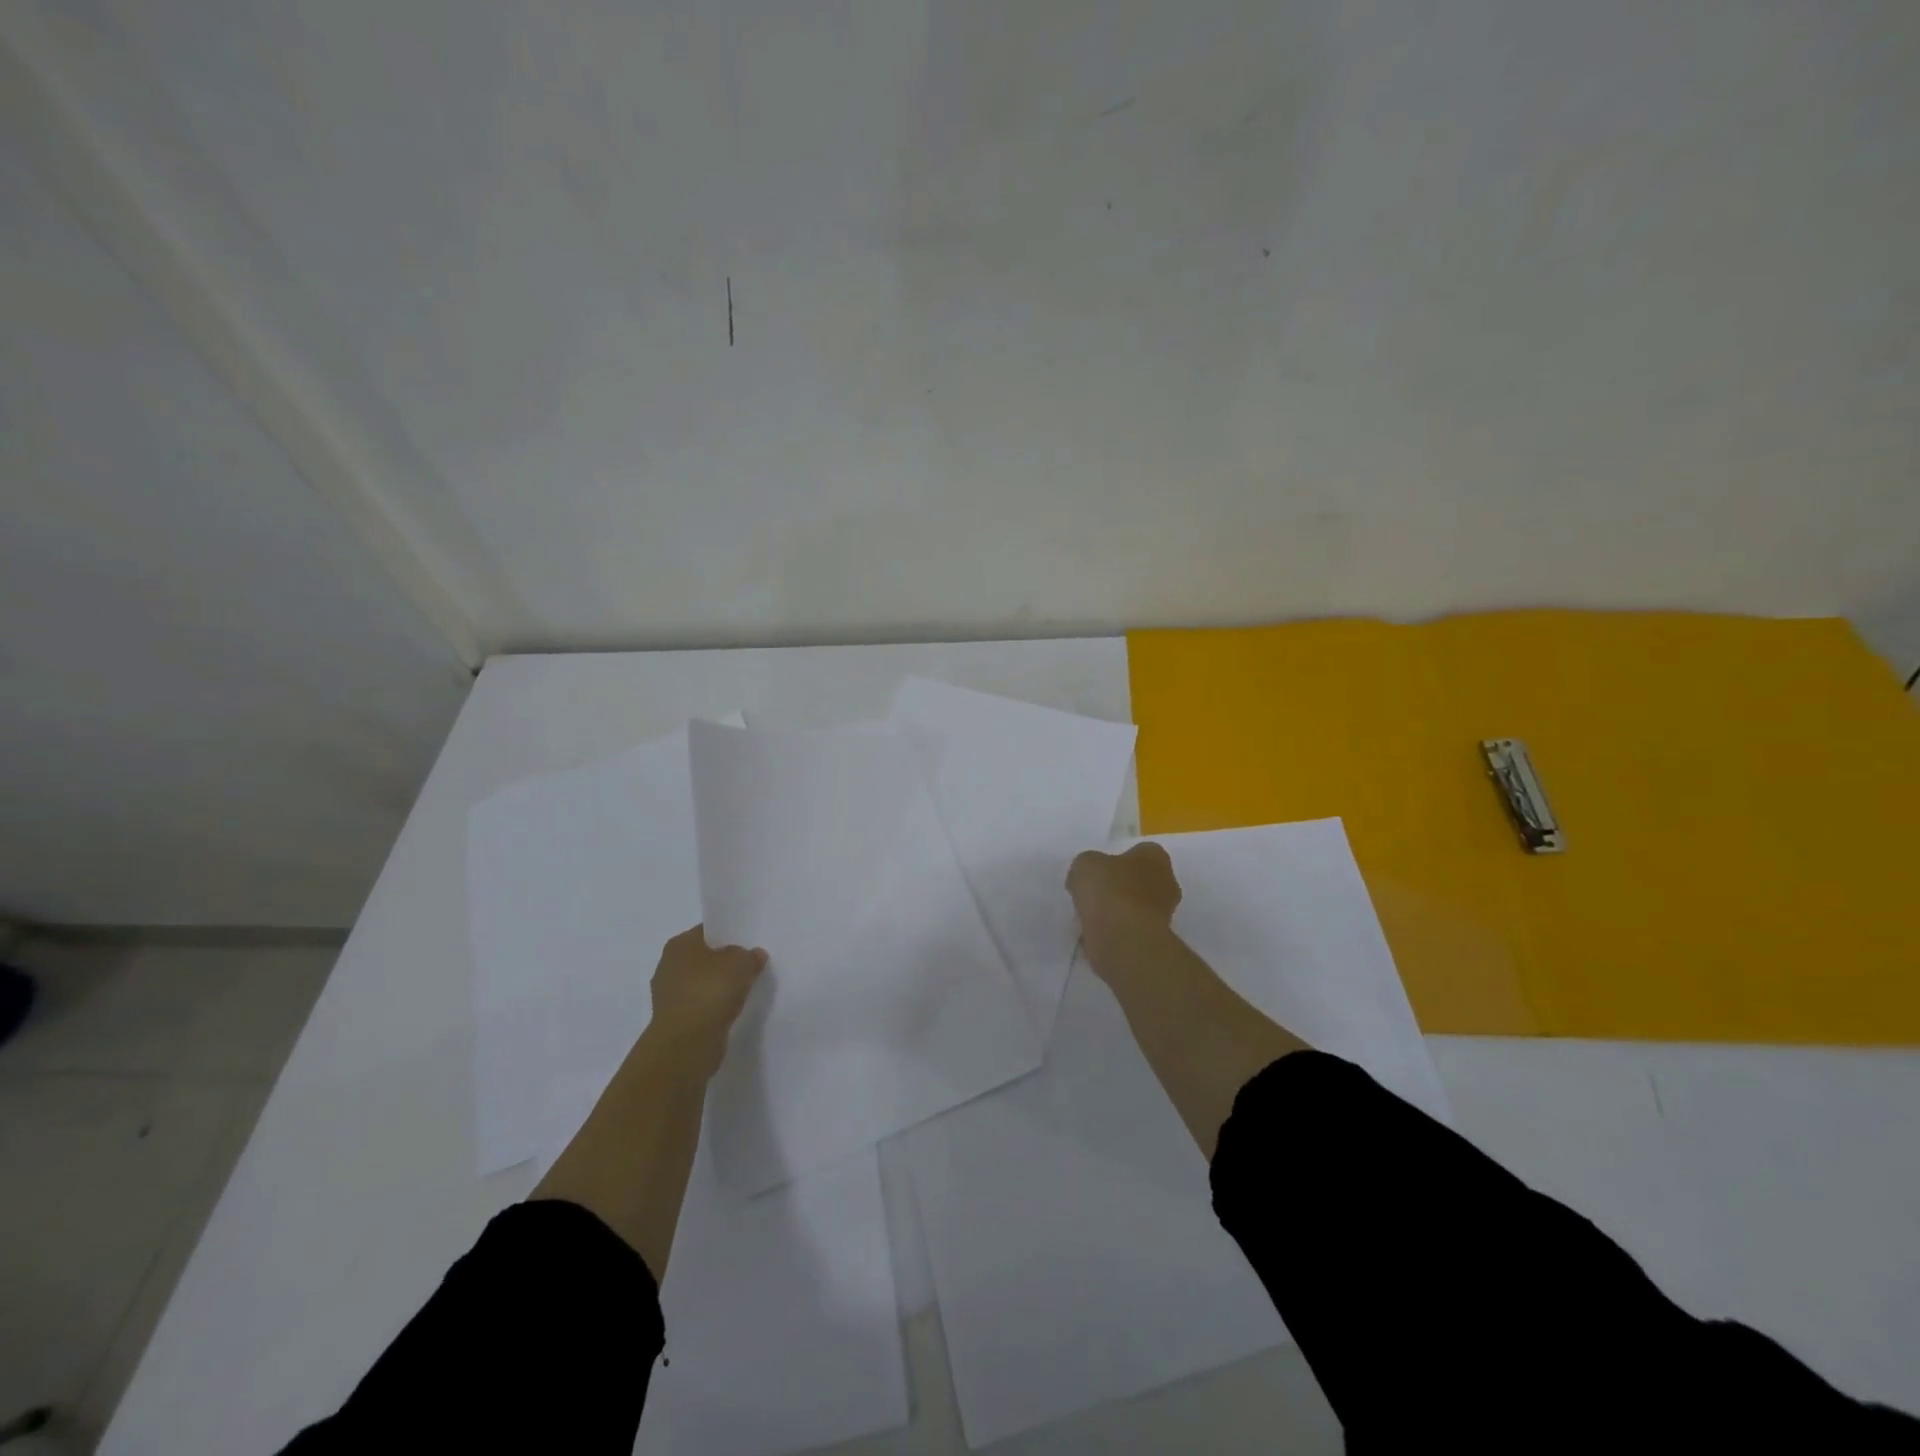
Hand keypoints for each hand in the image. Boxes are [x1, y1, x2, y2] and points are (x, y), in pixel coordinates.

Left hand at [648, 925, 766, 1076]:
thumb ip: (749, 955)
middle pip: (704, 957)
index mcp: (679, 944)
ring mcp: (669, 995)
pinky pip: (700, 1005)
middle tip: (750, 965)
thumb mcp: (741, 963)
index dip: (729, 934)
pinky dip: (714, 1007)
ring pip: (702, 983)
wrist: (687, 1043)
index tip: (749, 942)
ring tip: (744, 989)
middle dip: (724, 961)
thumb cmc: (710, 991)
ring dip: (719, 987)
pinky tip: (731, 1010)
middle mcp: (668, 966)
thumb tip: (753, 955)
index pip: (707, 931)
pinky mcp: (675, 1020)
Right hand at [1066, 842, 1181, 933]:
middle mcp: (1167, 883)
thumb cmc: (1109, 889)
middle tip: (1096, 894)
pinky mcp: (1155, 940)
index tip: (1099, 870)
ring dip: (1118, 911)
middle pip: (1141, 881)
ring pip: (1136, 907)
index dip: (1118, 860)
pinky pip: (1131, 930)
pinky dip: (1116, 932)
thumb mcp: (1085, 864)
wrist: (1123, 937)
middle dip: (1121, 887)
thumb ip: (1088, 866)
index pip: (1140, 852)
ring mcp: (1164, 914)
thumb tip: (1088, 877)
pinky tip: (1097, 935)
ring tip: (1092, 917)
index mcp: (1155, 857)